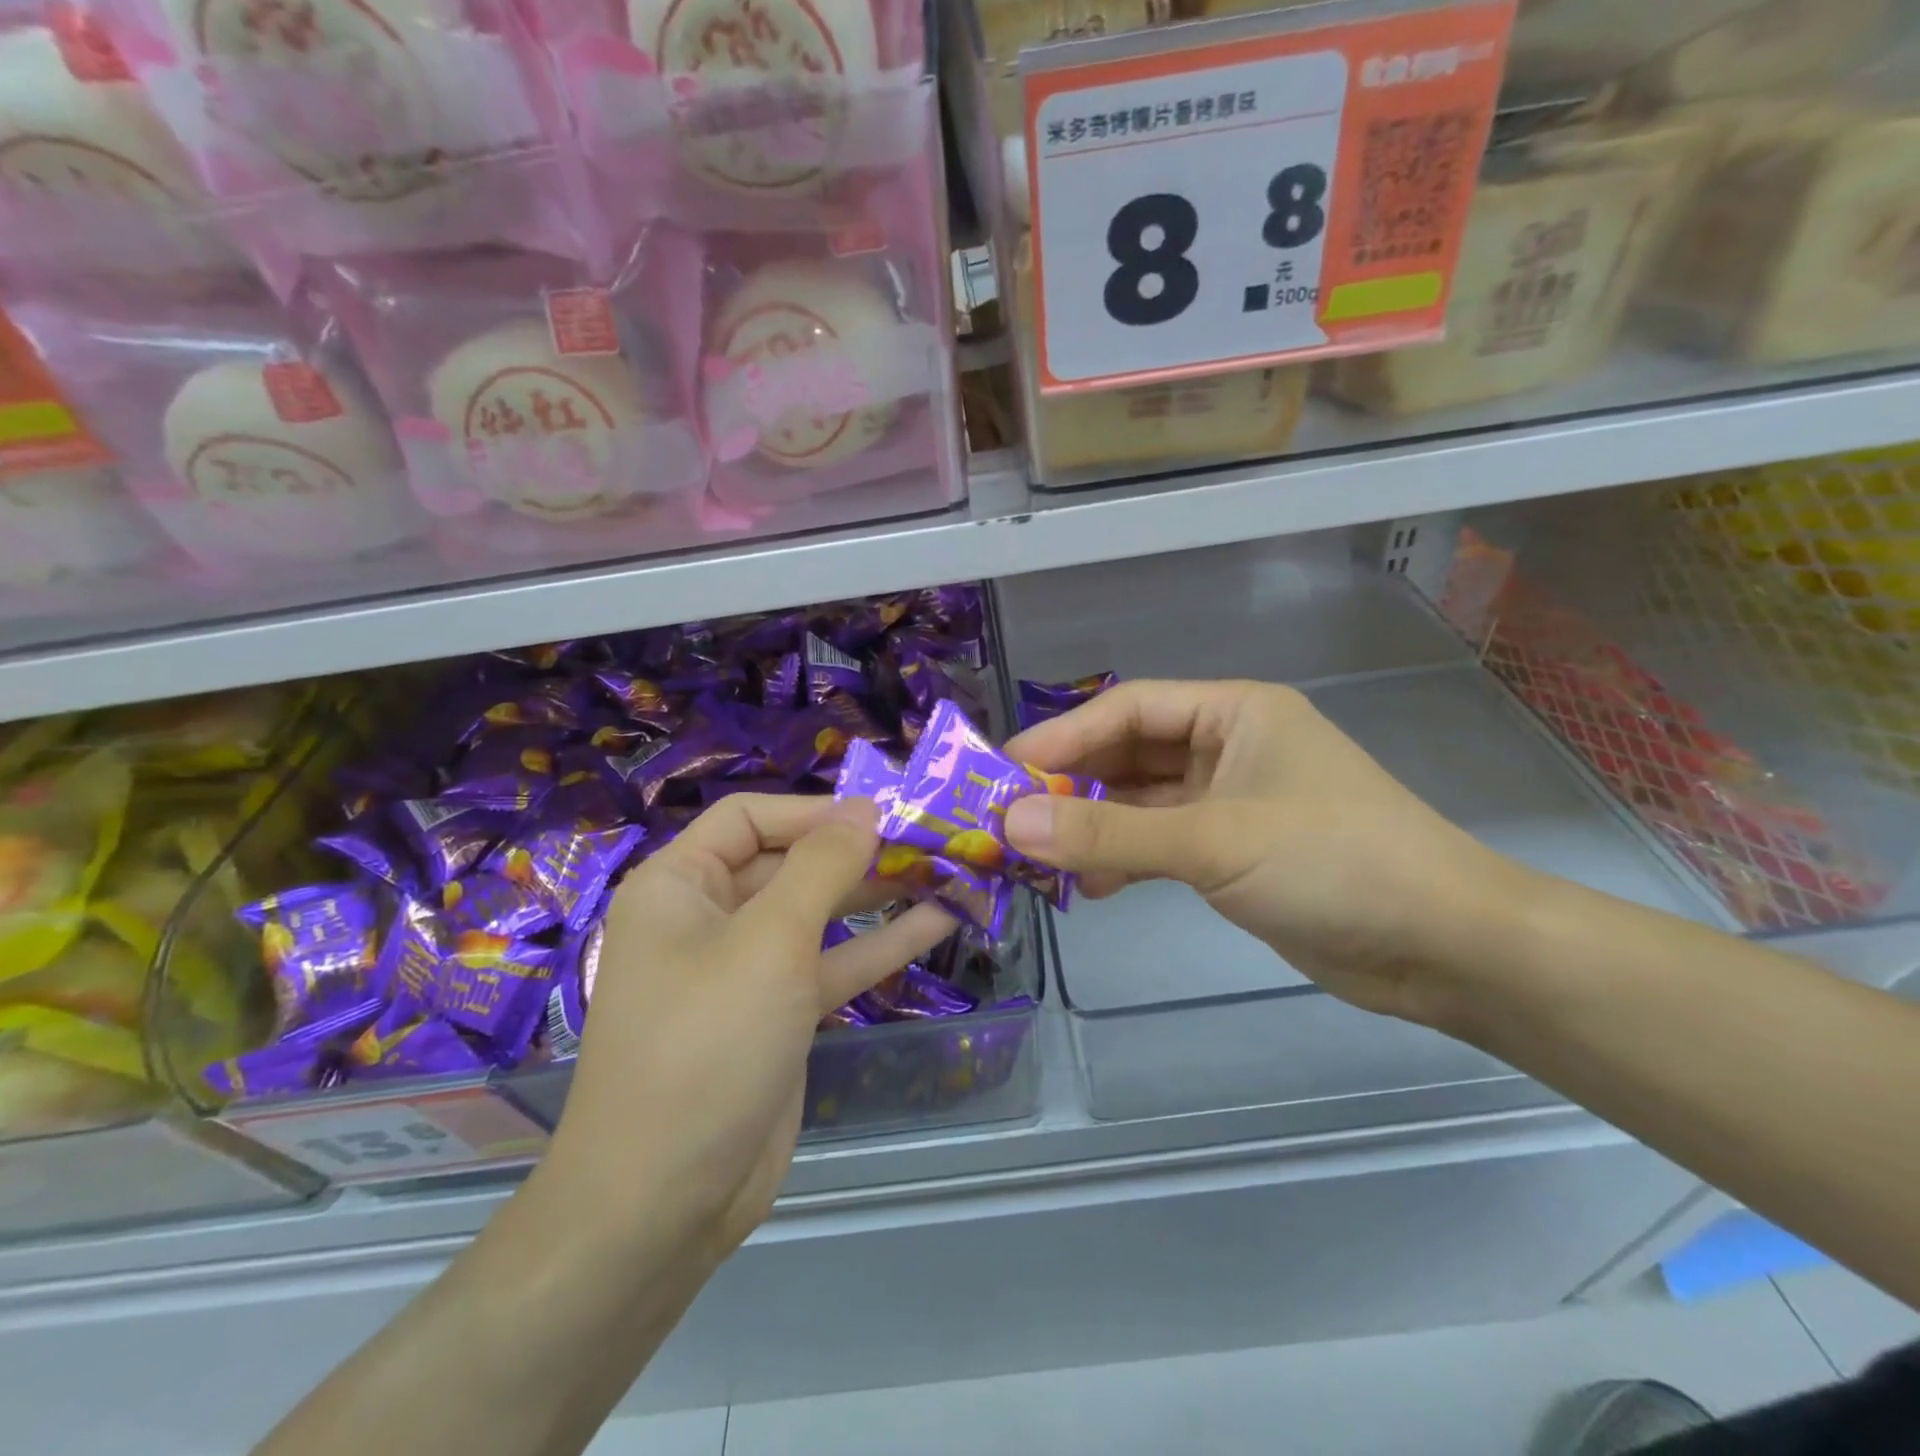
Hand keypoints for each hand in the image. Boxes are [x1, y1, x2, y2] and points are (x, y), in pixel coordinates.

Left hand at [549, 794, 954, 1262]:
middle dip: (858, 852)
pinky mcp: (779, 1014)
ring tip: (946, 871)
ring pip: (819, 913)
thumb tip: (866, 809)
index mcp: (680, 885)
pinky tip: (938, 922)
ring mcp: (747, 969)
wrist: (663, 1202)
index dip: (815, 810)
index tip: (883, 814)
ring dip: (879, 894)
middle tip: (930, 841)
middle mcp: (709, 917)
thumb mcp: (769, 942)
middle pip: (790, 863)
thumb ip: (822, 867)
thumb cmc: (706, 1045)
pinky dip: (880, 944)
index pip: (750, 818)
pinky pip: (832, 963)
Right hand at [1003, 680, 1531, 1025]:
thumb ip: (1110, 832)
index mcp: (1233, 712)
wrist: (1445, 947)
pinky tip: (1093, 885)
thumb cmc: (1335, 863)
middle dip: (1071, 784)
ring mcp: (1231, 800)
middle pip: (1129, 753)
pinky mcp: (1234, 851)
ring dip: (1093, 825)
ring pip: (1141, 801)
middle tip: (1009, 818)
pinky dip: (1125, 857)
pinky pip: (1160, 841)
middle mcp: (1228, 746)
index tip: (1003, 773)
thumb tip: (1011, 822)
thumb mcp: (1213, 841)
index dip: (1061, 737)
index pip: (1126, 709)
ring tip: (1041, 858)